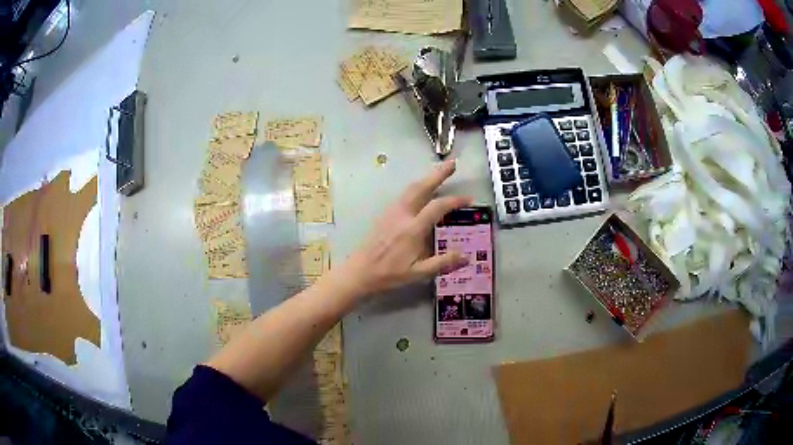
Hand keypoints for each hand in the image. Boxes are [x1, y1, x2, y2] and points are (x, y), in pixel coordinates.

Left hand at [341, 160, 471, 296]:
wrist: (359, 272)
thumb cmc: (389, 275)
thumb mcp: (418, 274)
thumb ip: (442, 263)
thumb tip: (466, 257)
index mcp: (412, 229)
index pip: (437, 207)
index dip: (455, 201)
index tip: (469, 199)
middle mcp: (402, 215)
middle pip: (421, 187)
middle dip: (438, 174)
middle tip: (452, 164)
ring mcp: (391, 212)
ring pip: (411, 188)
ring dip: (426, 178)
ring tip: (439, 172)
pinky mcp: (384, 214)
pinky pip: (403, 194)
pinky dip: (416, 186)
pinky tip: (420, 189)